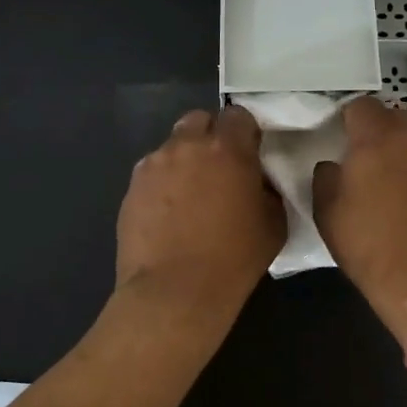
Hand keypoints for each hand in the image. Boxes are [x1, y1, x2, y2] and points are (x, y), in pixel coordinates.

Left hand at [116, 107, 285, 318]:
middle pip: (199, 120)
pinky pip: (152, 172)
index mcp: (228, 150)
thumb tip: (257, 182)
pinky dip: (163, 184)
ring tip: (189, 196)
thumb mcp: (274, 224)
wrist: (174, 292)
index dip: (244, 132)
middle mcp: (188, 146)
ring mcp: (154, 164)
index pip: (238, 115)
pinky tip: (168, 214)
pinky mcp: (132, 187)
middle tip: (218, 169)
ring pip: (172, 146)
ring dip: (184, 160)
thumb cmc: (233, 260)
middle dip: (210, 136)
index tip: (249, 154)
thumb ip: (267, 190)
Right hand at [312, 96, 406, 343]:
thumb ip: (326, 178)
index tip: (342, 135)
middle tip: (369, 155)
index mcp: (378, 138)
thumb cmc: (370, 246)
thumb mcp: (328, 213)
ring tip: (398, 172)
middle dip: (382, 128)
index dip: (349, 118)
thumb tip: (334, 166)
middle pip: (398, 116)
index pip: (362, 106)